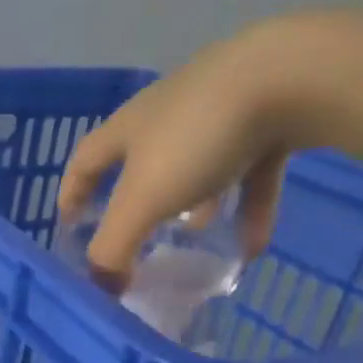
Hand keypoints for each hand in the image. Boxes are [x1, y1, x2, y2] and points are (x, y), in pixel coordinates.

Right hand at [58, 17, 305, 282]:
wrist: (293, 74)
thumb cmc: (197, 138)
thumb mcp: (143, 202)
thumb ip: (114, 249)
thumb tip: (101, 288)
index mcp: (127, 128)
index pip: (85, 161)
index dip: (73, 193)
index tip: (69, 223)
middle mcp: (167, 114)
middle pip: (141, 161)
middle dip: (137, 199)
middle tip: (137, 234)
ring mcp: (221, 110)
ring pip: (197, 165)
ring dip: (193, 201)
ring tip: (194, 237)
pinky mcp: (271, 114)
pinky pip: (251, 170)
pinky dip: (247, 207)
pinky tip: (252, 246)